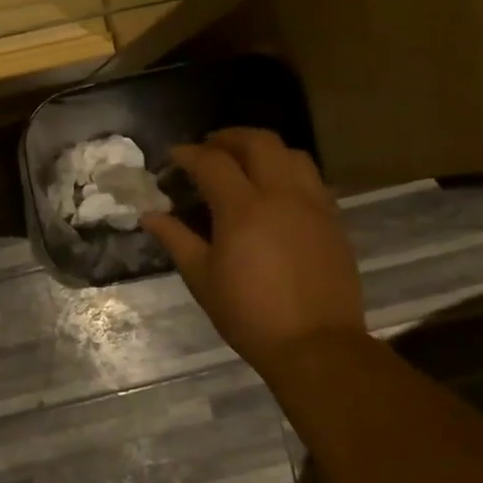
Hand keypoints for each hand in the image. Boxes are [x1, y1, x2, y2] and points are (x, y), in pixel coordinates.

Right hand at [141, 129, 366, 371]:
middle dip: (229, 137)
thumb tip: (149, 215)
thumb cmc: (248, 313)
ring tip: (244, 163)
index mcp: (243, 208)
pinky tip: (275, 191)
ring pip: (292, 154)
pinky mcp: (333, 221)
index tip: (173, 155)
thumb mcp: (201, 277)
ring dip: (264, 150)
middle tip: (209, 148)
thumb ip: (175, 239)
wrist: (315, 344)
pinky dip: (288, 171)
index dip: (189, 153)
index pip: (212, 162)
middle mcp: (281, 195)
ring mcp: (313, 205)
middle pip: (259, 143)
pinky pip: (311, 179)